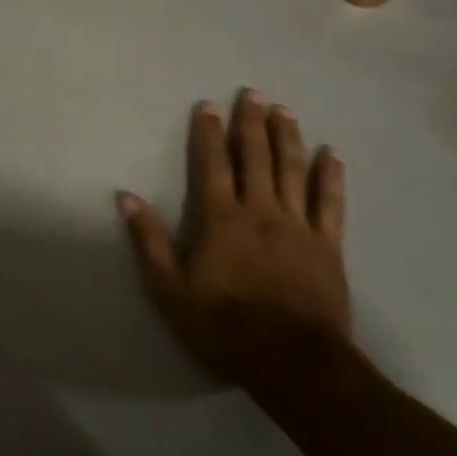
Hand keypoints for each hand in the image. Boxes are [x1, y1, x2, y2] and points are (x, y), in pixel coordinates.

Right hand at [119, 90, 350, 386]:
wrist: (293, 362)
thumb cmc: (224, 326)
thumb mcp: (171, 289)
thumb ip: (150, 240)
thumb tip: (125, 197)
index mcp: (222, 219)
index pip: (213, 165)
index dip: (209, 133)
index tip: (208, 105)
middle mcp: (261, 211)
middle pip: (256, 157)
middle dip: (251, 123)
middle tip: (253, 93)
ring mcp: (298, 226)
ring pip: (293, 171)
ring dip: (288, 137)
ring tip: (285, 110)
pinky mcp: (328, 246)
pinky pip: (331, 203)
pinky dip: (330, 176)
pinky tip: (331, 154)